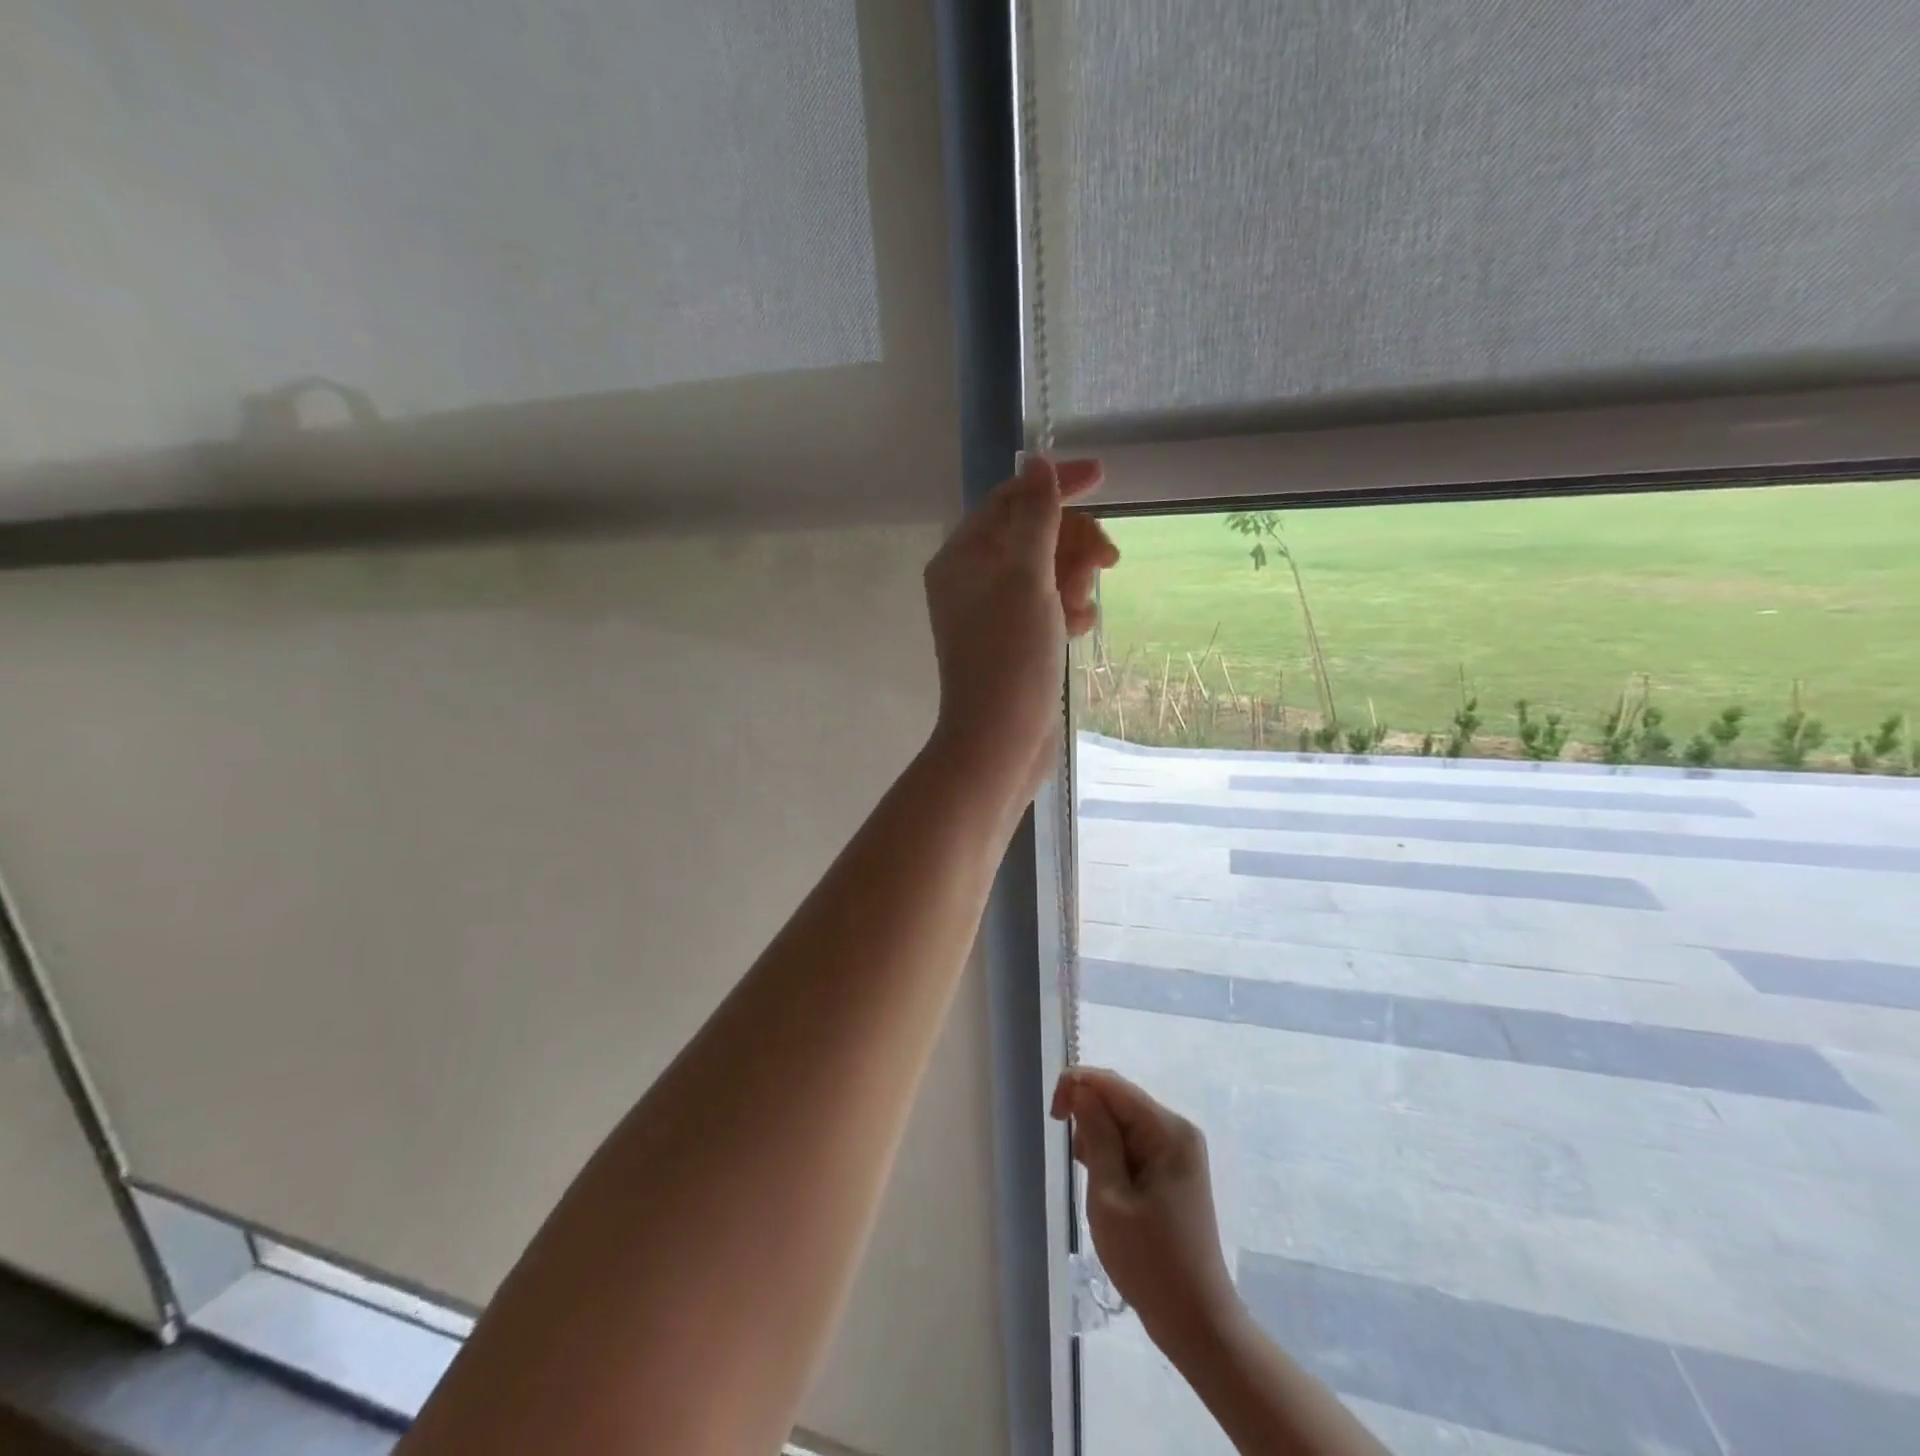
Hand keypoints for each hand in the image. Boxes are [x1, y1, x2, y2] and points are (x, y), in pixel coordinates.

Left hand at [923, 456, 1116, 797]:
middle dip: (1072, 543)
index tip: (1104, 477)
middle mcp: (972, 579)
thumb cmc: (1010, 656)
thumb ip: (1035, 517)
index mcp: (962, 556)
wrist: (1000, 741)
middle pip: (1033, 534)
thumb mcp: (1026, 577)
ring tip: (1082, 609)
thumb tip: (1037, 463)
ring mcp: (993, 613)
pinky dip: (1067, 610)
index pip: (1011, 499)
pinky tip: (1079, 629)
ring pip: (1046, 572)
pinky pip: (1047, 607)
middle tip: (1108, 560)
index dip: (1056, 484)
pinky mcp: (1013, 642)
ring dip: (1074, 580)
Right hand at [1052, 1067, 1238, 1349]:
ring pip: (1124, 1122)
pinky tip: (1109, 1188)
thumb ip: (1096, 1136)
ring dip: (1100, 1141)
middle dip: (1090, 1120)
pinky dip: (1114, 1156)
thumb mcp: (1110, 1197)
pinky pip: (1135, 1143)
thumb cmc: (1149, 1261)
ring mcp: (1179, 1150)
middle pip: (1120, 1100)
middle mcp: (1177, 1130)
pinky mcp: (1174, 1169)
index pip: (1113, 1085)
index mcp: (1167, 1130)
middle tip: (1079, 1166)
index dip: (1077, 1086)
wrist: (1196, 1321)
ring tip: (1097, 1185)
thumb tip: (1082, 1090)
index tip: (1053, 1116)